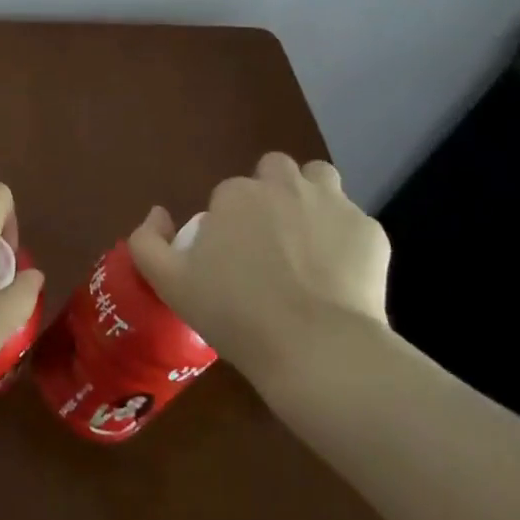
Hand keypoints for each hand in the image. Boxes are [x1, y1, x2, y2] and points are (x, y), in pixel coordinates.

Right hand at [129, 153, 390, 386]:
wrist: (317, 349)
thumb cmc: (236, 314)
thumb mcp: (170, 284)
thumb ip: (149, 242)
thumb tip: (157, 214)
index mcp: (236, 195)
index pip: (228, 193)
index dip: (228, 222)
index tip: (231, 258)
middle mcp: (284, 186)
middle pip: (276, 169)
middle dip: (272, 193)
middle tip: (270, 240)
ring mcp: (333, 205)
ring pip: (320, 179)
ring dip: (311, 198)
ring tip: (308, 240)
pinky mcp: (370, 231)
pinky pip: (354, 223)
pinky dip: (345, 240)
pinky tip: (340, 274)